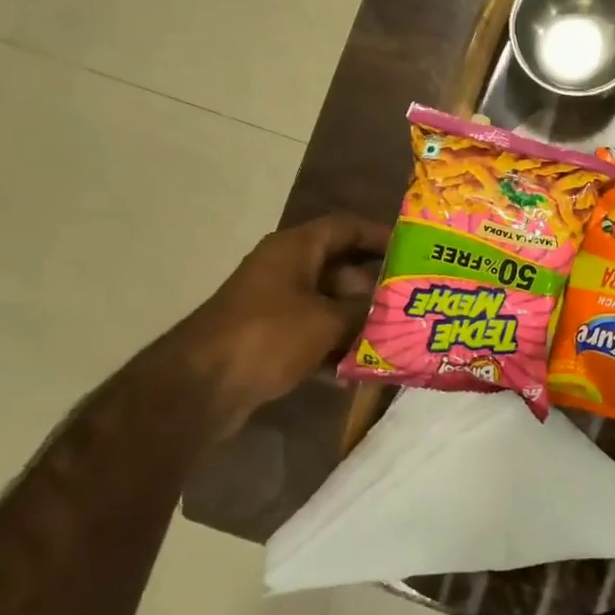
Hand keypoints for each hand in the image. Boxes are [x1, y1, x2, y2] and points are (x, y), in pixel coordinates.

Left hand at [173, 213, 390, 417]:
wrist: (202, 386)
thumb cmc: (268, 336)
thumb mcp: (327, 320)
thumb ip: (363, 311)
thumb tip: (391, 309)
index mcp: (296, 248)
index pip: (346, 227)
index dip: (380, 235)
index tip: (413, 252)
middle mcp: (285, 269)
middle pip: (341, 268)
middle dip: (375, 288)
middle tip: (411, 304)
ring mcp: (275, 304)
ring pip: (328, 305)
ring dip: (358, 322)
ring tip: (395, 339)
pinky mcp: (269, 338)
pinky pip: (312, 335)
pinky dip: (334, 348)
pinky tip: (360, 372)